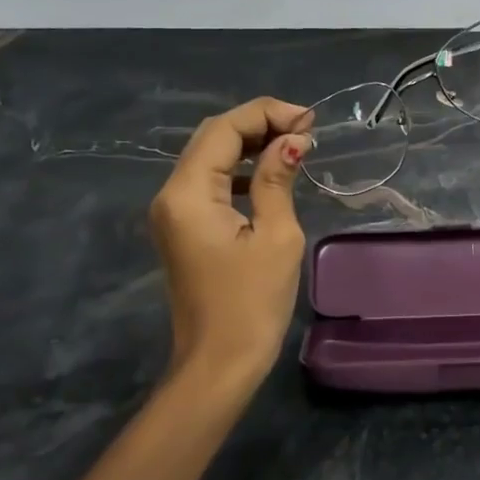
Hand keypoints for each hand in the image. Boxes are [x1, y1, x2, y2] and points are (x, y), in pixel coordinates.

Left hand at [149, 97, 314, 383]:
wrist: (219, 364)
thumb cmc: (252, 303)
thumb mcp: (276, 237)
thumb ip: (278, 180)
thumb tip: (292, 140)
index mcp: (188, 193)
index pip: (223, 130)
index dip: (266, 114)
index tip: (309, 119)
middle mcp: (170, 195)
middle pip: (211, 138)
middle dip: (258, 124)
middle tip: (305, 129)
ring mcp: (172, 213)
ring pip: (209, 158)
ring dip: (250, 145)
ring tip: (295, 145)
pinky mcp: (183, 229)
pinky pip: (209, 184)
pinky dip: (239, 171)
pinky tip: (271, 175)